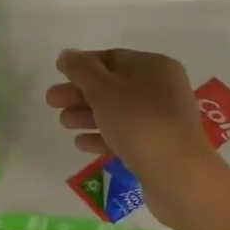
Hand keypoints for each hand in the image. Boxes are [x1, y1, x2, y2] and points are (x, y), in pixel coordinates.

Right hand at [47, 48, 220, 224]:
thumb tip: (66, 55)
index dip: (83, 65)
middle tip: (52, 101)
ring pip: (117, 112)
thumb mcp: (103, 88)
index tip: (59, 75)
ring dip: (88, 115)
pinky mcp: (158, 148)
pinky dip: (102, 136)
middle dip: (80, 93)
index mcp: (155, 66)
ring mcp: (162, 120)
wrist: (177, 174)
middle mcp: (162, 89)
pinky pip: (125, 136)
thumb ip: (81, 69)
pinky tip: (81, 143)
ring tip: (64, 123)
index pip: (112, 58)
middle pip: (113, 86)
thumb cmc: (139, 121)